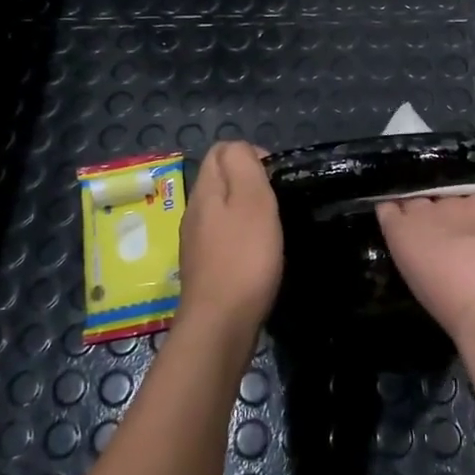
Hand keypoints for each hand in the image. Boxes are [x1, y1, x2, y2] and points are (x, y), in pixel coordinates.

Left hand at [176, 141, 283, 337]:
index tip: (277, 177)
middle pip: (220, 178)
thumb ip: (244, 165)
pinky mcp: (205, 267)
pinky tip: (259, 254)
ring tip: (274, 227)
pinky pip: (224, 236)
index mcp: (205, 190)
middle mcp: (195, 211)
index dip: (252, 154)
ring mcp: (196, 241)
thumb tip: (241, 149)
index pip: (221, 150)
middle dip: (250, 181)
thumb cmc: (244, 258)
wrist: (220, 325)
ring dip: (247, 210)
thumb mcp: (252, 200)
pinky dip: (243, 236)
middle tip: (279, 201)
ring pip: (222, 208)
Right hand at [376, 126, 474, 349]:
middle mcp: (463, 222)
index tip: (451, 146)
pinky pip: (385, 212)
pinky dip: (376, 195)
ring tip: (383, 149)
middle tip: (409, 141)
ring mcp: (430, 231)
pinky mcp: (401, 238)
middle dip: (429, 173)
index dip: (467, 170)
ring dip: (400, 179)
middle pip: (442, 193)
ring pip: (411, 201)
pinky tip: (368, 172)